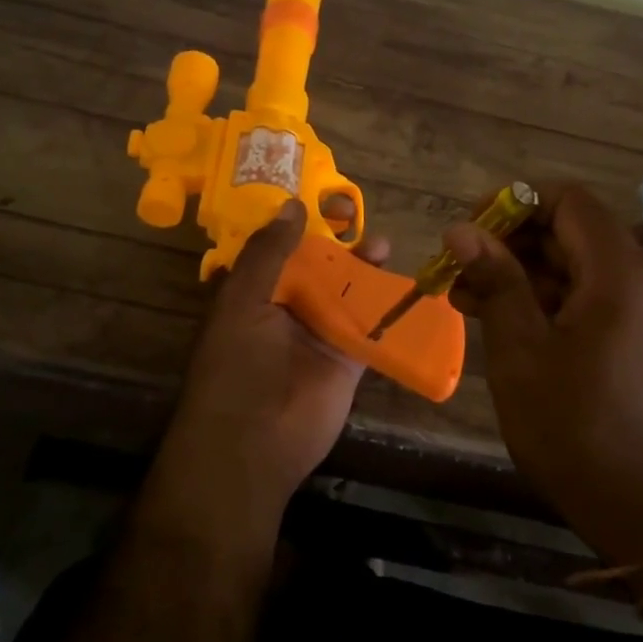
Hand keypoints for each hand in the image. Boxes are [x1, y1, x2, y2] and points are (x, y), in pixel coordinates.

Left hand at [145, 196, 387, 551]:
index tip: (321, 196)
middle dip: (337, 242)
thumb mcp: (243, 301)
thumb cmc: (237, 367)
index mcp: (253, 292)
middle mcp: (285, 309)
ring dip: (363, 269)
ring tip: (384, 245)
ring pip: (345, 292)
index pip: (276, 247)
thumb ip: (267, 254)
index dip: (297, 222)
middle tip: (358, 215)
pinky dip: (386, 308)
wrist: (254, 445)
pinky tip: (405, 285)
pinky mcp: (347, 360)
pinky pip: (370, 327)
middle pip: (316, 266)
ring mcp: (318, 335)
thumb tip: (292, 204)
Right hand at [445, 184, 642, 566]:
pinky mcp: (627, 337)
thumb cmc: (573, 425)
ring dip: (517, 274)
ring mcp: (634, 310)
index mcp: (617, 272)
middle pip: (567, 231)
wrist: (639, 507)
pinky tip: (494, 320)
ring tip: (462, 296)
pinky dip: (539, 300)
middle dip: (508, 242)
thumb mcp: (521, 349)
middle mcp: (635, 279)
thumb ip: (495, 279)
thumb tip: (461, 228)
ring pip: (569, 266)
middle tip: (457, 267)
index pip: (567, 200)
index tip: (471, 230)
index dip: (515, 204)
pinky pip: (580, 298)